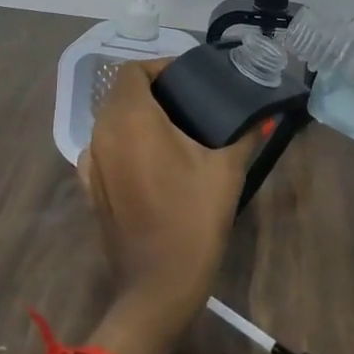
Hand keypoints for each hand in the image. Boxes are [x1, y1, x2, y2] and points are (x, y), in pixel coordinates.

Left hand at [77, 59, 260, 353]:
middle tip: (188, 100)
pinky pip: (102, 148)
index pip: (133, 71)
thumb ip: (245, 134)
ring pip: (109, 120)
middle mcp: (103, 134)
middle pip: (120, 93)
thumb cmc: (193, 221)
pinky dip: (122, 141)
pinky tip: (149, 158)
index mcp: (131, 120)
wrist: (158, 287)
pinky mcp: (89, 188)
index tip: (189, 77)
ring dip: (136, 115)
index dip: (159, 66)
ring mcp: (91, 163)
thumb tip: (263, 114)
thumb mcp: (227, 171)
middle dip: (151, 89)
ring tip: (173, 128)